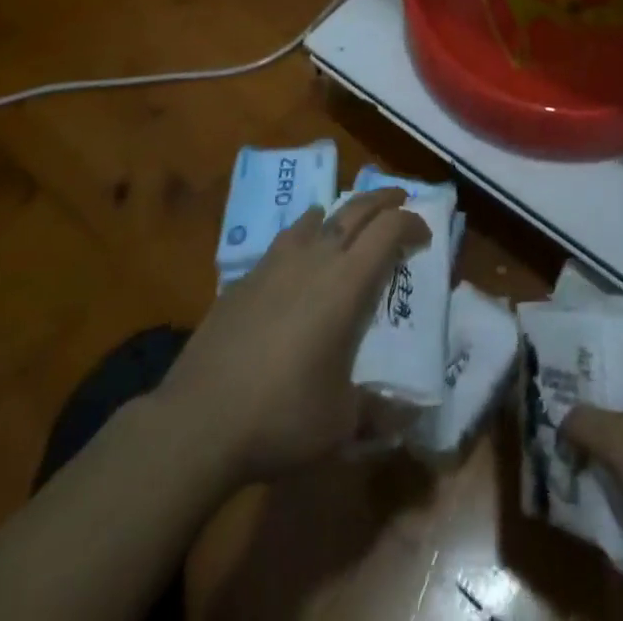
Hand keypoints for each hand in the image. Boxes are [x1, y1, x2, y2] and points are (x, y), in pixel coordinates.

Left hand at [156, 189, 428, 484]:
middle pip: (356, 209)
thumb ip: (378, 412)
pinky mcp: (244, 279)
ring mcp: (275, 264)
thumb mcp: (341, 423)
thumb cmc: (282, 416)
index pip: (389, 230)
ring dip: (340, 212)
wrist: (198, 421)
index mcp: (347, 282)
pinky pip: (284, 241)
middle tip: (399, 200)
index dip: (412, 223)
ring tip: (347, 221)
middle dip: (383, 200)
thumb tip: (409, 416)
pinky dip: (303, 235)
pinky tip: (298, 258)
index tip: (425, 233)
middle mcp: (315, 259)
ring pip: (316, 217)